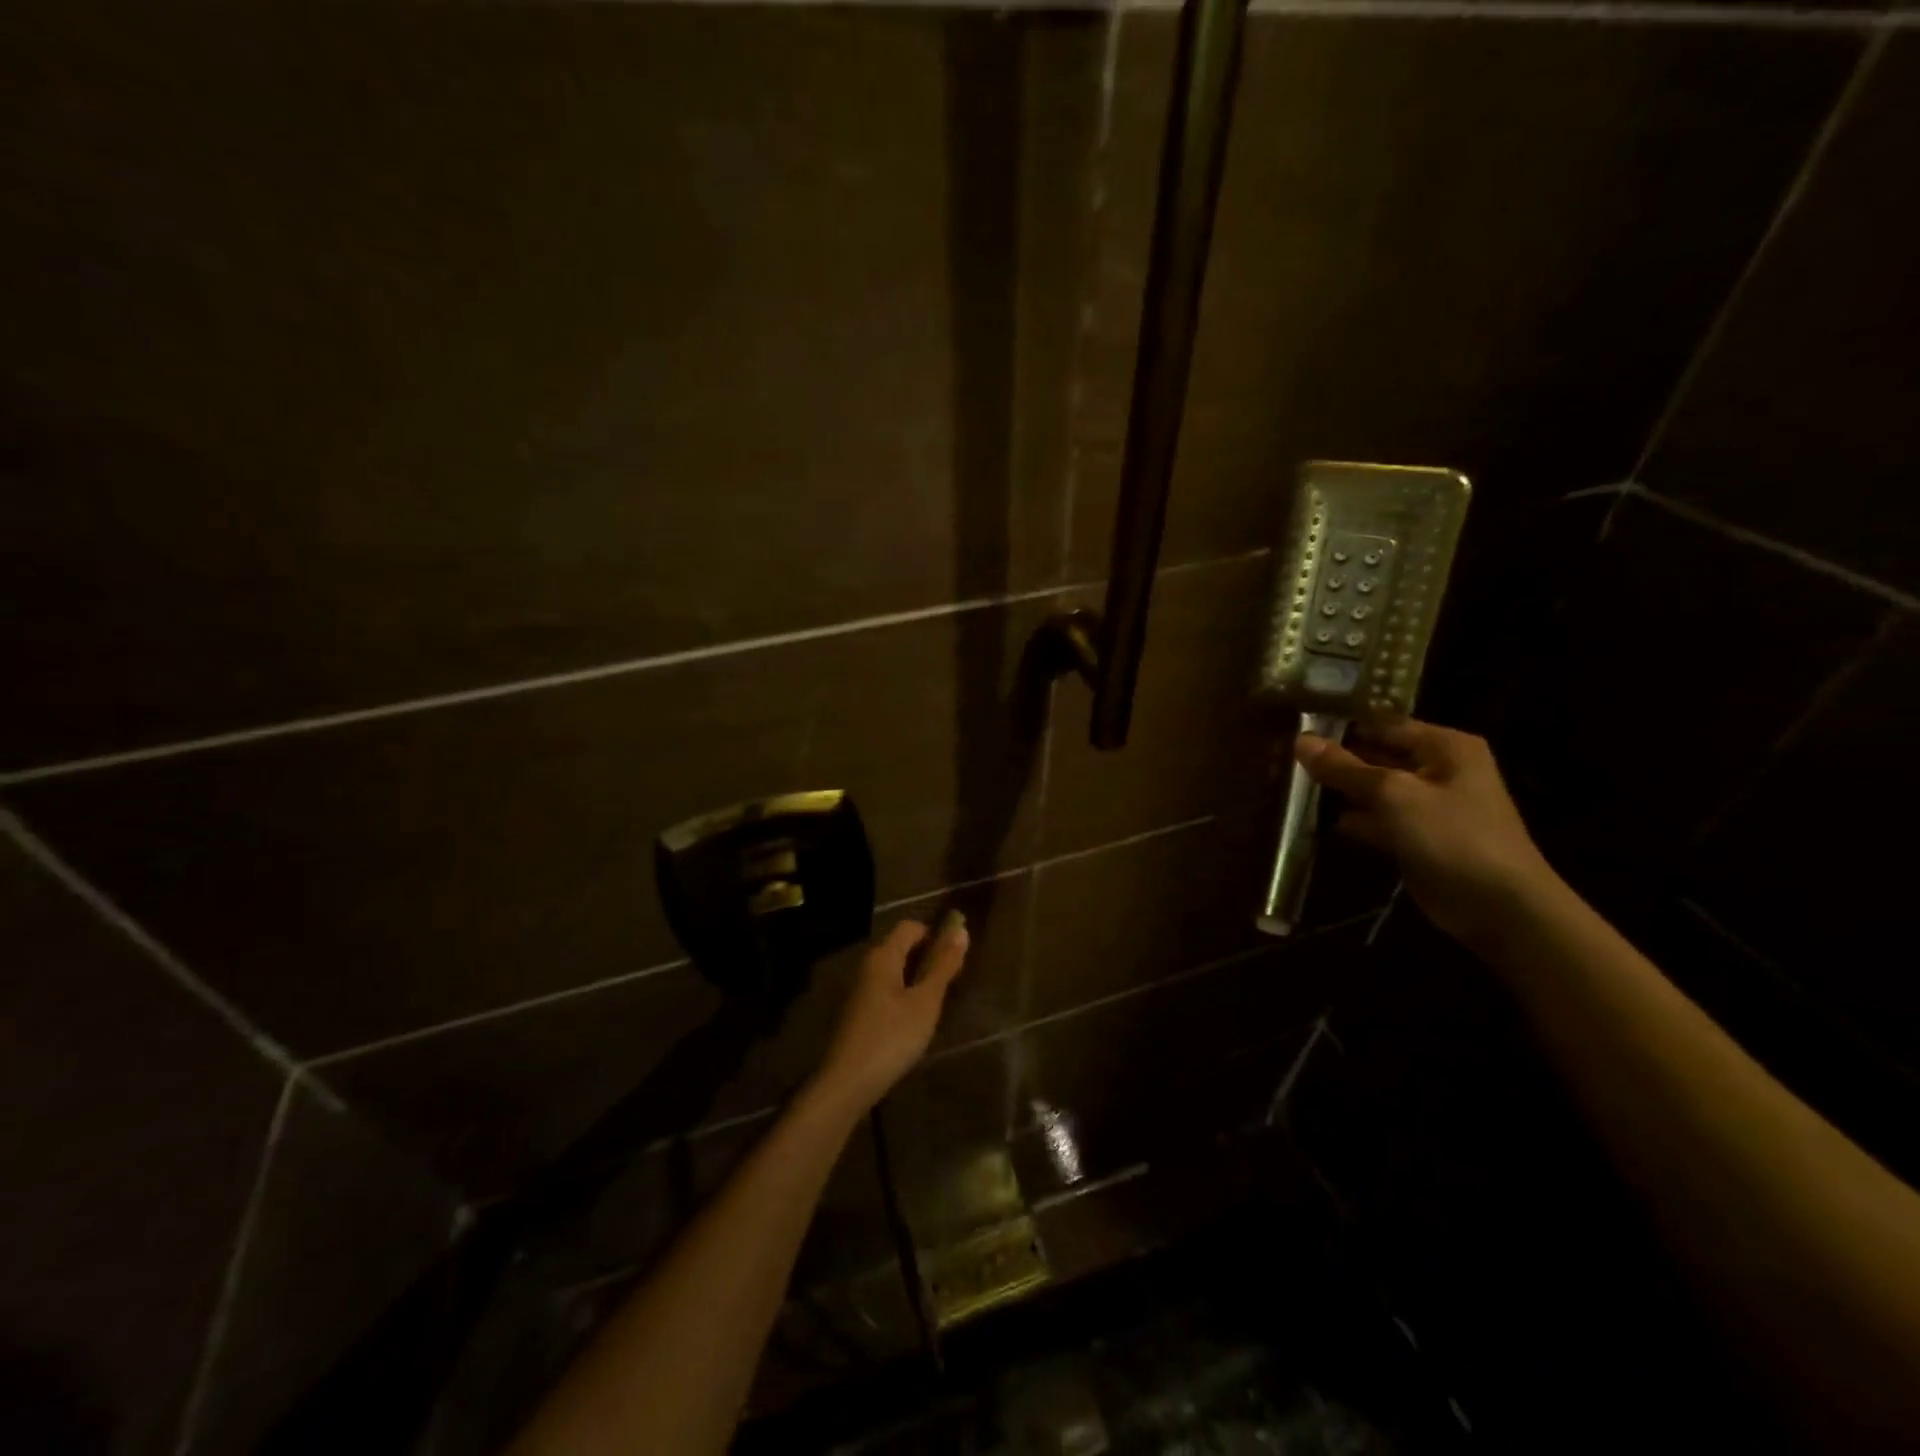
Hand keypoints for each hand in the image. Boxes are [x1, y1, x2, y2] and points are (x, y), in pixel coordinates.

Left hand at [811, 913, 968, 1116]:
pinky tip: (915, 1020)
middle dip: (928, 957)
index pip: (910, 926)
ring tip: (938, 1001)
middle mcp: (868, 965)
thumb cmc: (891, 1037)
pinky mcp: (859, 1011)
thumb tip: (961, 929)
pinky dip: (904, 995)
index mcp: (883, 956)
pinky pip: (887, 990)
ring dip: (917, 978)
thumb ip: (943, 966)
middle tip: (952, 981)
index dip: (935, 934)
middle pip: (902, 946)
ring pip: (895, 970)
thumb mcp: (925, 1002)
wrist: (847, 1083)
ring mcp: (860, 989)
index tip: (956, 956)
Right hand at [1296, 718, 1558, 945]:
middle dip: (1336, 758)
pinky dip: (1352, 819)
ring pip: (1374, 788)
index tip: (1294, 728)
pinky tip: (1315, 819)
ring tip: (1291, 783)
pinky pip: (1378, 818)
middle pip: (1377, 754)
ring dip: (1339, 789)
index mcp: (1444, 745)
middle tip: (1285, 756)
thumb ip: (1344, 768)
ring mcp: (1429, 805)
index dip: (1340, 725)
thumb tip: (1299, 740)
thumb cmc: (1452, 836)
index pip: (1382, 723)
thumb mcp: (1392, 794)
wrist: (1499, 907)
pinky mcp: (1417, 837)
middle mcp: (1438, 768)